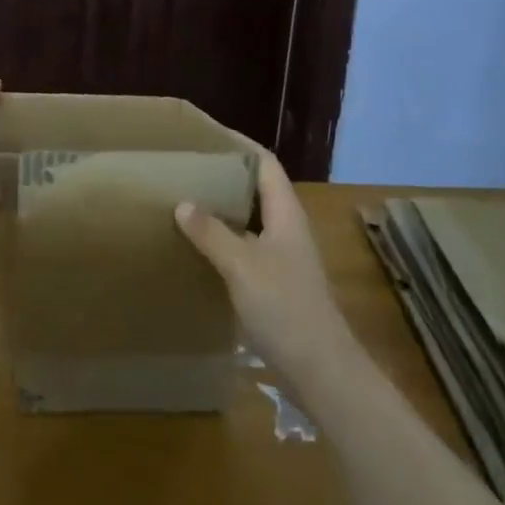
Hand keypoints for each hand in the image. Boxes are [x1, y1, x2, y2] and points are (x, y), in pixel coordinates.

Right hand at [175, 150, 362, 394]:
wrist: (320, 369)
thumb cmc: (285, 307)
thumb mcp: (242, 265)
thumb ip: (212, 233)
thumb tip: (183, 203)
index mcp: (286, 213)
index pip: (265, 163)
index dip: (240, 145)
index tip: (208, 135)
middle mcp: (288, 229)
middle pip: (258, 189)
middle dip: (226, 176)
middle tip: (189, 168)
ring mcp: (284, 258)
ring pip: (252, 220)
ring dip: (224, 209)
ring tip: (186, 202)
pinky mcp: (277, 284)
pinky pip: (247, 248)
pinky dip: (225, 241)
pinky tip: (200, 250)